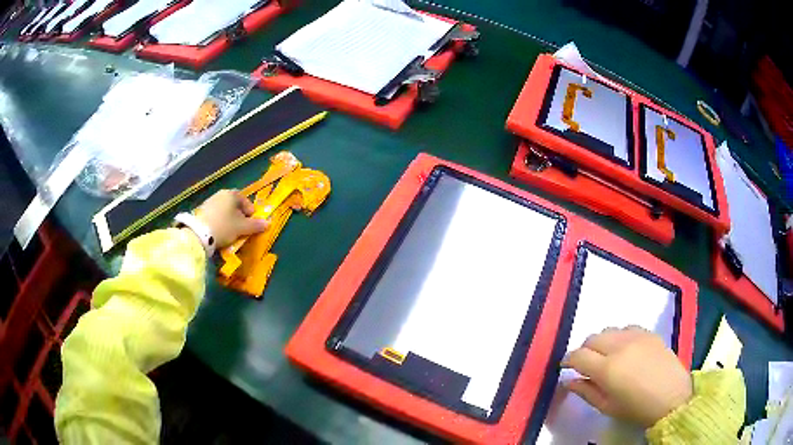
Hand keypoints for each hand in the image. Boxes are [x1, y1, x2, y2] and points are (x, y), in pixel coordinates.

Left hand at [193, 190, 268, 247]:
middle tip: (240, 231)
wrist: (198, 234)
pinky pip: (216, 216)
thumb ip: (256, 225)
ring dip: (229, 221)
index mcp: (232, 194)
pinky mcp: (201, 211)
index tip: (250, 227)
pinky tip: (218, 233)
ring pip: (225, 211)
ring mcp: (210, 201)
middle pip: (235, 206)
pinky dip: (220, 223)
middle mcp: (221, 194)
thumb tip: (268, 223)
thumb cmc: (224, 227)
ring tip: (229, 234)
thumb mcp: (242, 228)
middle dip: (240, 218)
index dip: (251, 215)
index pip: (247, 202)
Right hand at [561, 326, 691, 427]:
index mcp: (607, 368)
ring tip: (606, 356)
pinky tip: (625, 349)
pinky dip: (620, 336)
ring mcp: (636, 336)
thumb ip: (586, 392)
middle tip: (586, 364)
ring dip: (602, 341)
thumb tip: (569, 381)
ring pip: (609, 330)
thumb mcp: (607, 407)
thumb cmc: (636, 408)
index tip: (565, 366)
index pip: (578, 355)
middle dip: (584, 350)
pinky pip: (627, 327)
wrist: (672, 397)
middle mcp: (619, 346)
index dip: (568, 360)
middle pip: (592, 338)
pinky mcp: (649, 333)